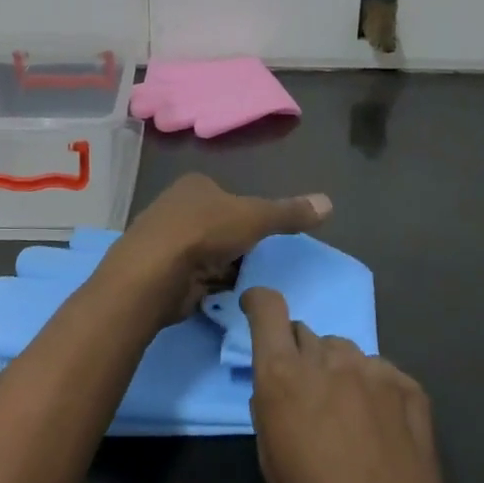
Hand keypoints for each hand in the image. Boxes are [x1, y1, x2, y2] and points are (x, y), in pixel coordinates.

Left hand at [100, 174, 331, 327]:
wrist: (153, 273)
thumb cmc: (204, 233)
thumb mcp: (255, 218)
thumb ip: (289, 213)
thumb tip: (330, 203)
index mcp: (195, 185)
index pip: (229, 197)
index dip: (248, 216)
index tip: (262, 236)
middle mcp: (176, 208)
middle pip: (218, 226)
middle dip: (235, 245)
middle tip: (257, 263)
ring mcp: (166, 241)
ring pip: (207, 254)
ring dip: (223, 268)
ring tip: (243, 283)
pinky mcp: (161, 272)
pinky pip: (195, 278)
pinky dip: (209, 286)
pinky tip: (221, 296)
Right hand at [244, 287, 464, 482]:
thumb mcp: (270, 457)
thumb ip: (270, 403)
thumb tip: (278, 384)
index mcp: (283, 375)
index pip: (268, 308)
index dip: (259, 302)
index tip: (256, 309)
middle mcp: (327, 360)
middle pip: (307, 335)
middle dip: (302, 358)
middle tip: (310, 398)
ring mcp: (372, 369)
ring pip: (344, 353)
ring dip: (338, 373)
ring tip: (349, 418)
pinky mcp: (408, 384)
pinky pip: (379, 372)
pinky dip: (373, 390)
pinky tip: (381, 430)